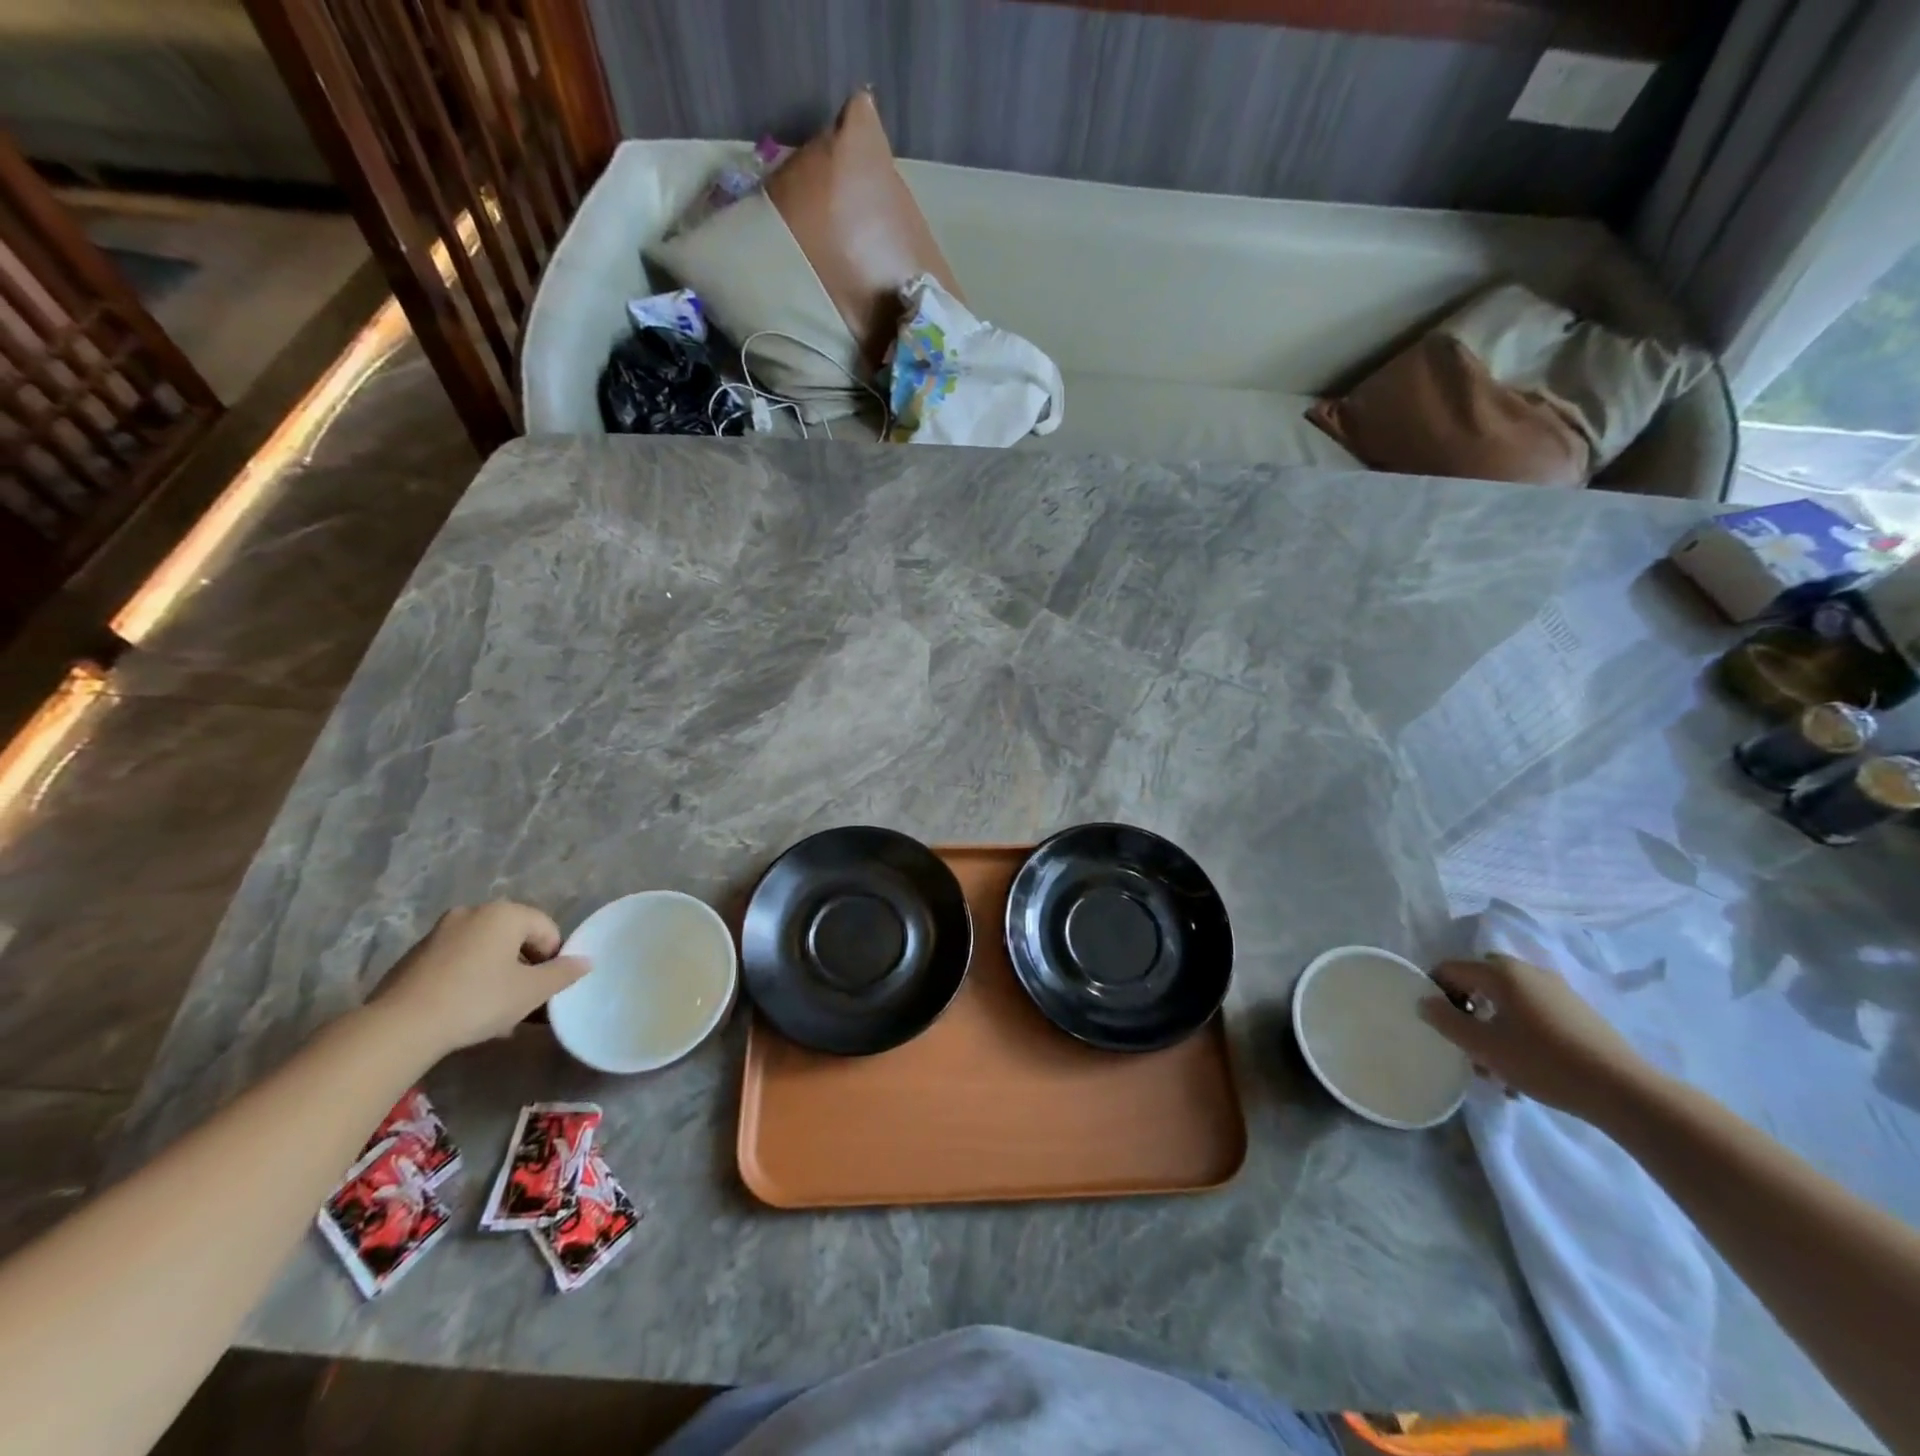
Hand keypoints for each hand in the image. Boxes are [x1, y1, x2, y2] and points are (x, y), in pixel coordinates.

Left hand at [373, 902, 587, 1056]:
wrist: (399, 1027)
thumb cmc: (478, 1000)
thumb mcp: (531, 991)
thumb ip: (563, 973)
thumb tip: (585, 961)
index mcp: (505, 913)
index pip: (546, 929)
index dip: (552, 959)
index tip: (544, 989)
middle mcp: (473, 912)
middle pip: (514, 937)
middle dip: (523, 967)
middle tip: (523, 1000)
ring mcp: (440, 932)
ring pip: (484, 950)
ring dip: (496, 974)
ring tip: (494, 1011)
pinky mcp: (415, 955)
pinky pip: (457, 961)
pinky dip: (468, 978)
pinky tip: (464, 1011)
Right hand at [1419, 954, 1653, 1124]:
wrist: (1625, 1092)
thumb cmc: (1543, 1063)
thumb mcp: (1483, 1046)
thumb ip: (1445, 1020)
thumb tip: (1424, 1001)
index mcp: (1500, 972)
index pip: (1449, 968)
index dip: (1435, 992)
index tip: (1438, 1024)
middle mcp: (1526, 971)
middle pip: (1479, 981)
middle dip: (1466, 1008)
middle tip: (1466, 1041)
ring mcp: (1555, 989)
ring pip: (1506, 999)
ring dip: (1492, 1023)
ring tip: (1495, 1063)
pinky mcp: (1576, 1011)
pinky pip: (1532, 1011)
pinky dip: (1518, 1029)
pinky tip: (1525, 1064)